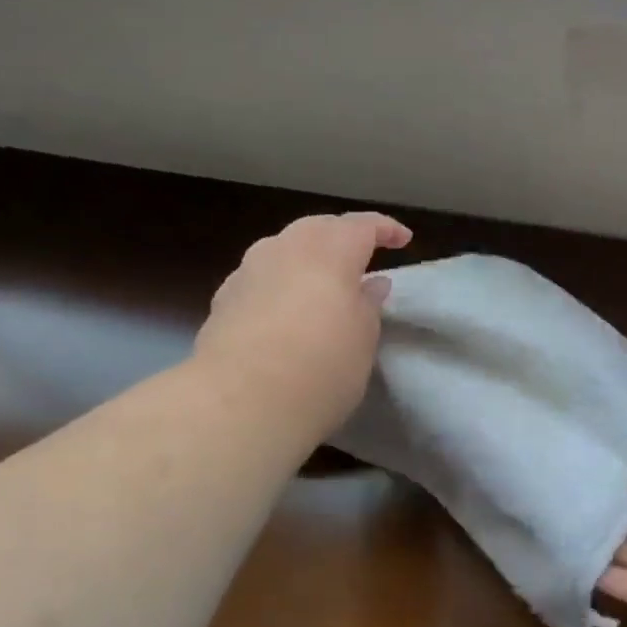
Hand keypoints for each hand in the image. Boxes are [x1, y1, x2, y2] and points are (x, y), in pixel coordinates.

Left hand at [195, 212, 412, 436]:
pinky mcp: (223, 300)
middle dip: (341, 238)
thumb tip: (371, 284)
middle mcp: (285, 247)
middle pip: (318, 229)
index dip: (385, 229)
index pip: (363, 225)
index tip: (403, 240)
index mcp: (329, 249)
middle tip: (361, 258)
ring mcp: (248, 271)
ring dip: (306, 260)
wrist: (241, 402)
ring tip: (321, 284)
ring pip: (284, 250)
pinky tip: (284, 310)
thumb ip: (368, 304)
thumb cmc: (322, 366)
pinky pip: (260, 279)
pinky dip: (279, 285)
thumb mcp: (363, 338)